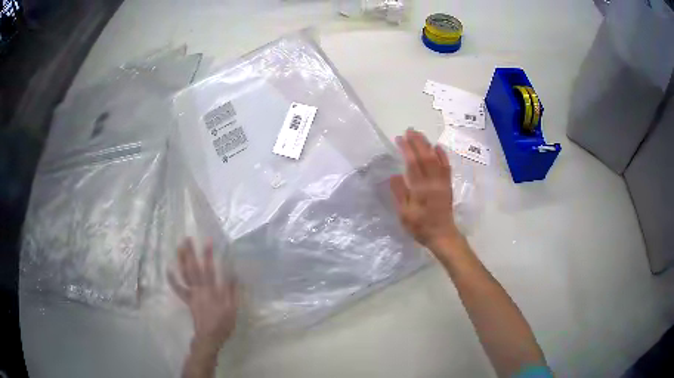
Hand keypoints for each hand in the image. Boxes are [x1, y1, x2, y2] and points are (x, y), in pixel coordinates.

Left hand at [168, 238, 237, 353]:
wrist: (209, 337)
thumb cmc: (223, 324)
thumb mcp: (232, 309)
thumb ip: (232, 291)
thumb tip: (233, 273)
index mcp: (212, 291)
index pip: (210, 269)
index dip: (208, 254)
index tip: (208, 240)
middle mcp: (200, 289)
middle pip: (194, 268)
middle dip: (190, 252)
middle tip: (187, 238)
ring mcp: (192, 294)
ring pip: (185, 275)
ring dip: (181, 261)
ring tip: (179, 247)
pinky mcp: (188, 300)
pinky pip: (179, 289)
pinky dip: (172, 279)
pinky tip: (168, 269)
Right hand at [390, 129, 461, 251]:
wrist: (442, 235)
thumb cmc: (420, 227)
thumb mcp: (404, 214)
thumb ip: (399, 194)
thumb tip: (394, 175)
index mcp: (421, 189)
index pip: (413, 163)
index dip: (406, 149)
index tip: (399, 139)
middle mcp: (433, 182)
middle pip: (425, 157)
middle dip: (417, 142)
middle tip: (409, 130)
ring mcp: (442, 182)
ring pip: (436, 159)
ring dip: (427, 145)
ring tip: (419, 135)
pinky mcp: (448, 185)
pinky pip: (446, 166)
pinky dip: (442, 155)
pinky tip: (437, 147)